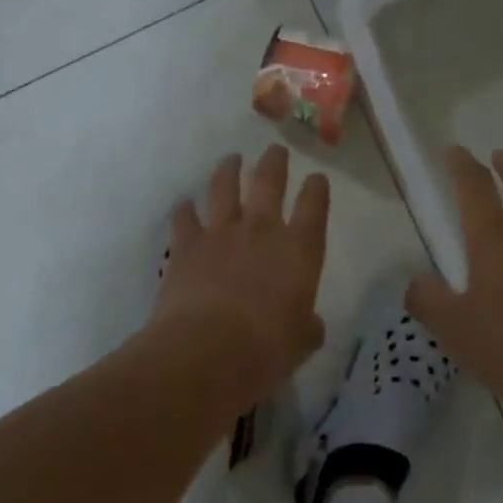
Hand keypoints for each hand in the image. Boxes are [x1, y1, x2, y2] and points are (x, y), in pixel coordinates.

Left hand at [150, 146, 329, 403]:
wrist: (205, 352)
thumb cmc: (265, 350)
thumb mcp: (300, 344)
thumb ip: (307, 327)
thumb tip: (310, 324)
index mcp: (299, 251)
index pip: (314, 207)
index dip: (317, 190)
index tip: (317, 178)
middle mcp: (261, 230)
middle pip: (269, 182)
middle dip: (274, 163)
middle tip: (275, 151)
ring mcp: (220, 233)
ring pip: (224, 187)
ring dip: (229, 170)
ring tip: (231, 159)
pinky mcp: (185, 245)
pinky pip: (185, 218)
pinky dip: (186, 210)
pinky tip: (185, 206)